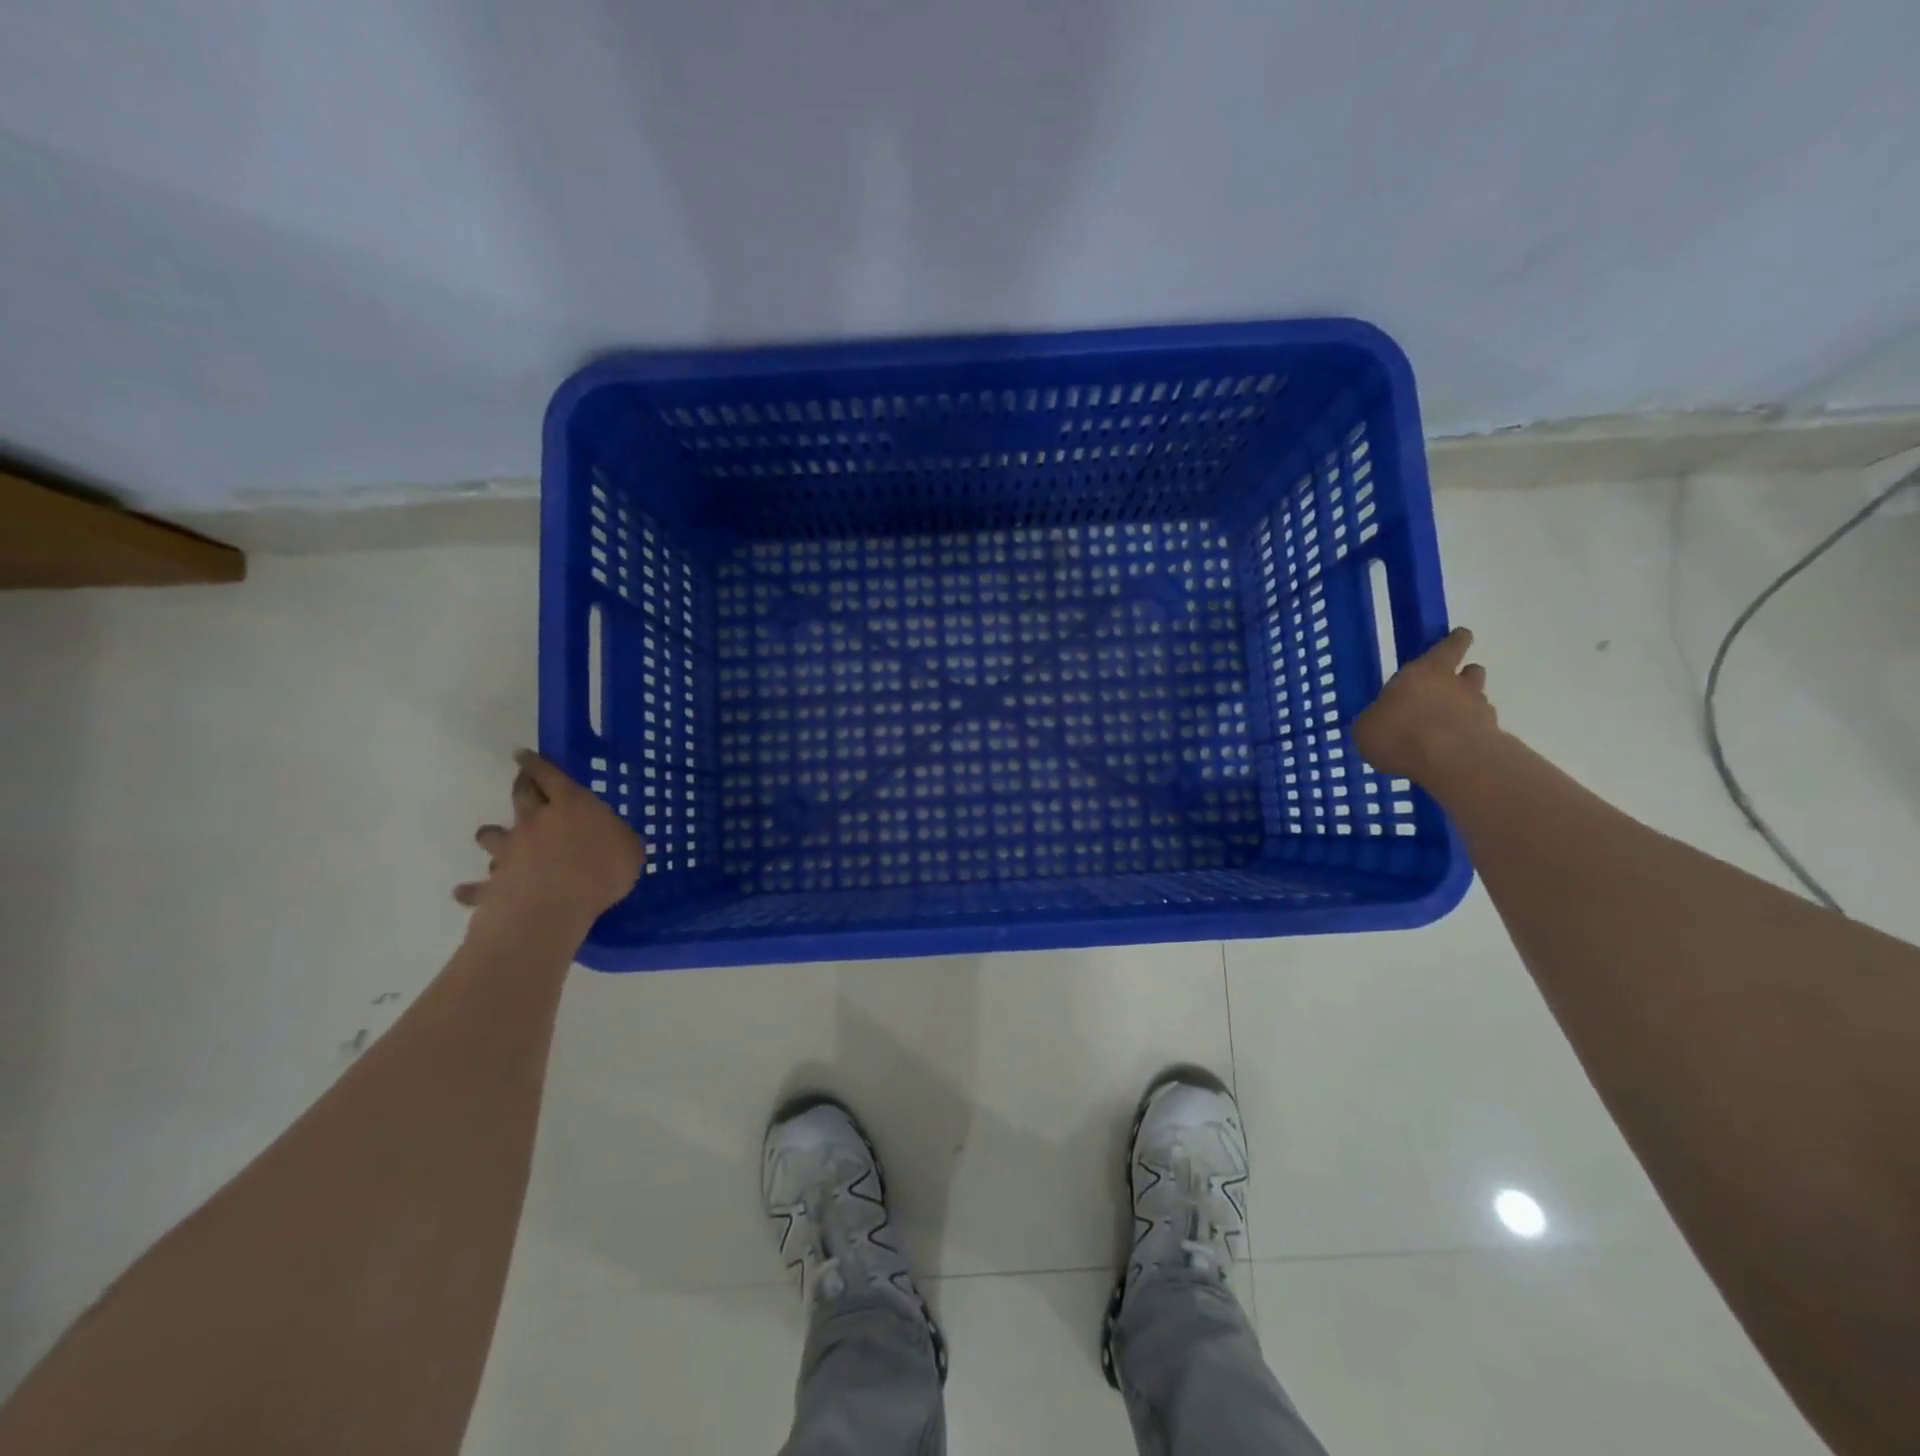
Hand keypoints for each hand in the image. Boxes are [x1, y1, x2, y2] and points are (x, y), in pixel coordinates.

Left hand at [455, 750, 644, 923]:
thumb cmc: (601, 870)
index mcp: (572, 805)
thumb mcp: (630, 850)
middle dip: (521, 785)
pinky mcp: (494, 883)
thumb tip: (617, 839)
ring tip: (490, 835)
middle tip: (520, 781)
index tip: (522, 754)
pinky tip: (462, 892)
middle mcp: (535, 821)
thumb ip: (621, 840)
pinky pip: (477, 886)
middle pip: (521, 796)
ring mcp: (510, 851)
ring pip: (492, 836)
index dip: (537, 763)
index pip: (550, 775)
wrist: (553, 907)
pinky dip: (470, 889)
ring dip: (491, 834)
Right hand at [1352, 627, 1499, 787]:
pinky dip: (1468, 737)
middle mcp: (1456, 685)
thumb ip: (1375, 720)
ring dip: (1467, 708)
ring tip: (1448, 726)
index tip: (1462, 635)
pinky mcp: (1491, 738)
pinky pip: (1479, 732)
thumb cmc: (1400, 734)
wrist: (1452, 763)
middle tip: (1452, 685)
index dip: (1455, 641)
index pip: (1448, 647)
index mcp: (1423, 672)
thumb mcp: (1367, 728)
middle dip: (1464, 676)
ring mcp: (1479, 711)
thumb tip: (1378, 722)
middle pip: (1470, 672)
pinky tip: (1452, 753)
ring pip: (1477, 701)